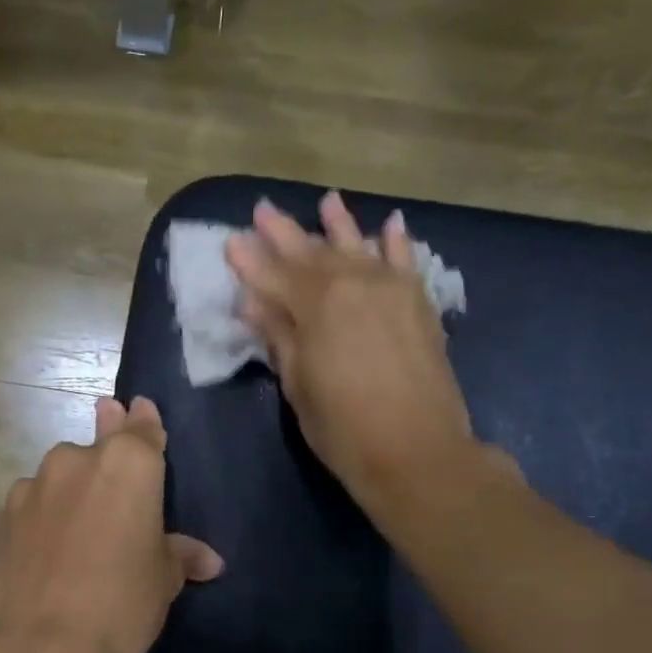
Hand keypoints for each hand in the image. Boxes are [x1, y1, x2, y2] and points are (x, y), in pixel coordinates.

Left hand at [0, 396, 222, 652]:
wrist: (46, 647)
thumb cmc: (124, 603)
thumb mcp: (164, 578)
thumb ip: (180, 554)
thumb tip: (209, 561)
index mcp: (129, 464)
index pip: (142, 430)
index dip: (144, 422)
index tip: (139, 408)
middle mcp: (78, 460)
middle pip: (99, 447)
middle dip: (107, 446)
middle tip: (111, 449)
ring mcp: (35, 485)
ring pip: (61, 475)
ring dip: (73, 488)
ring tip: (81, 525)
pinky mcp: (3, 515)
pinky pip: (33, 503)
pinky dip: (44, 514)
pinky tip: (49, 544)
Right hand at [226, 193, 510, 516]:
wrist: (417, 451)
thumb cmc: (344, 429)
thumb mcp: (299, 386)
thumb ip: (279, 338)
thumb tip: (254, 304)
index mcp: (317, 306)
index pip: (274, 276)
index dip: (250, 261)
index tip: (231, 242)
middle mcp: (354, 284)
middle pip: (312, 253)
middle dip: (285, 233)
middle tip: (263, 210)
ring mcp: (391, 289)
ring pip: (358, 247)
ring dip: (339, 225)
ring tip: (327, 201)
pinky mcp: (419, 303)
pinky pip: (406, 261)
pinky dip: (396, 241)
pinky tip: (389, 223)